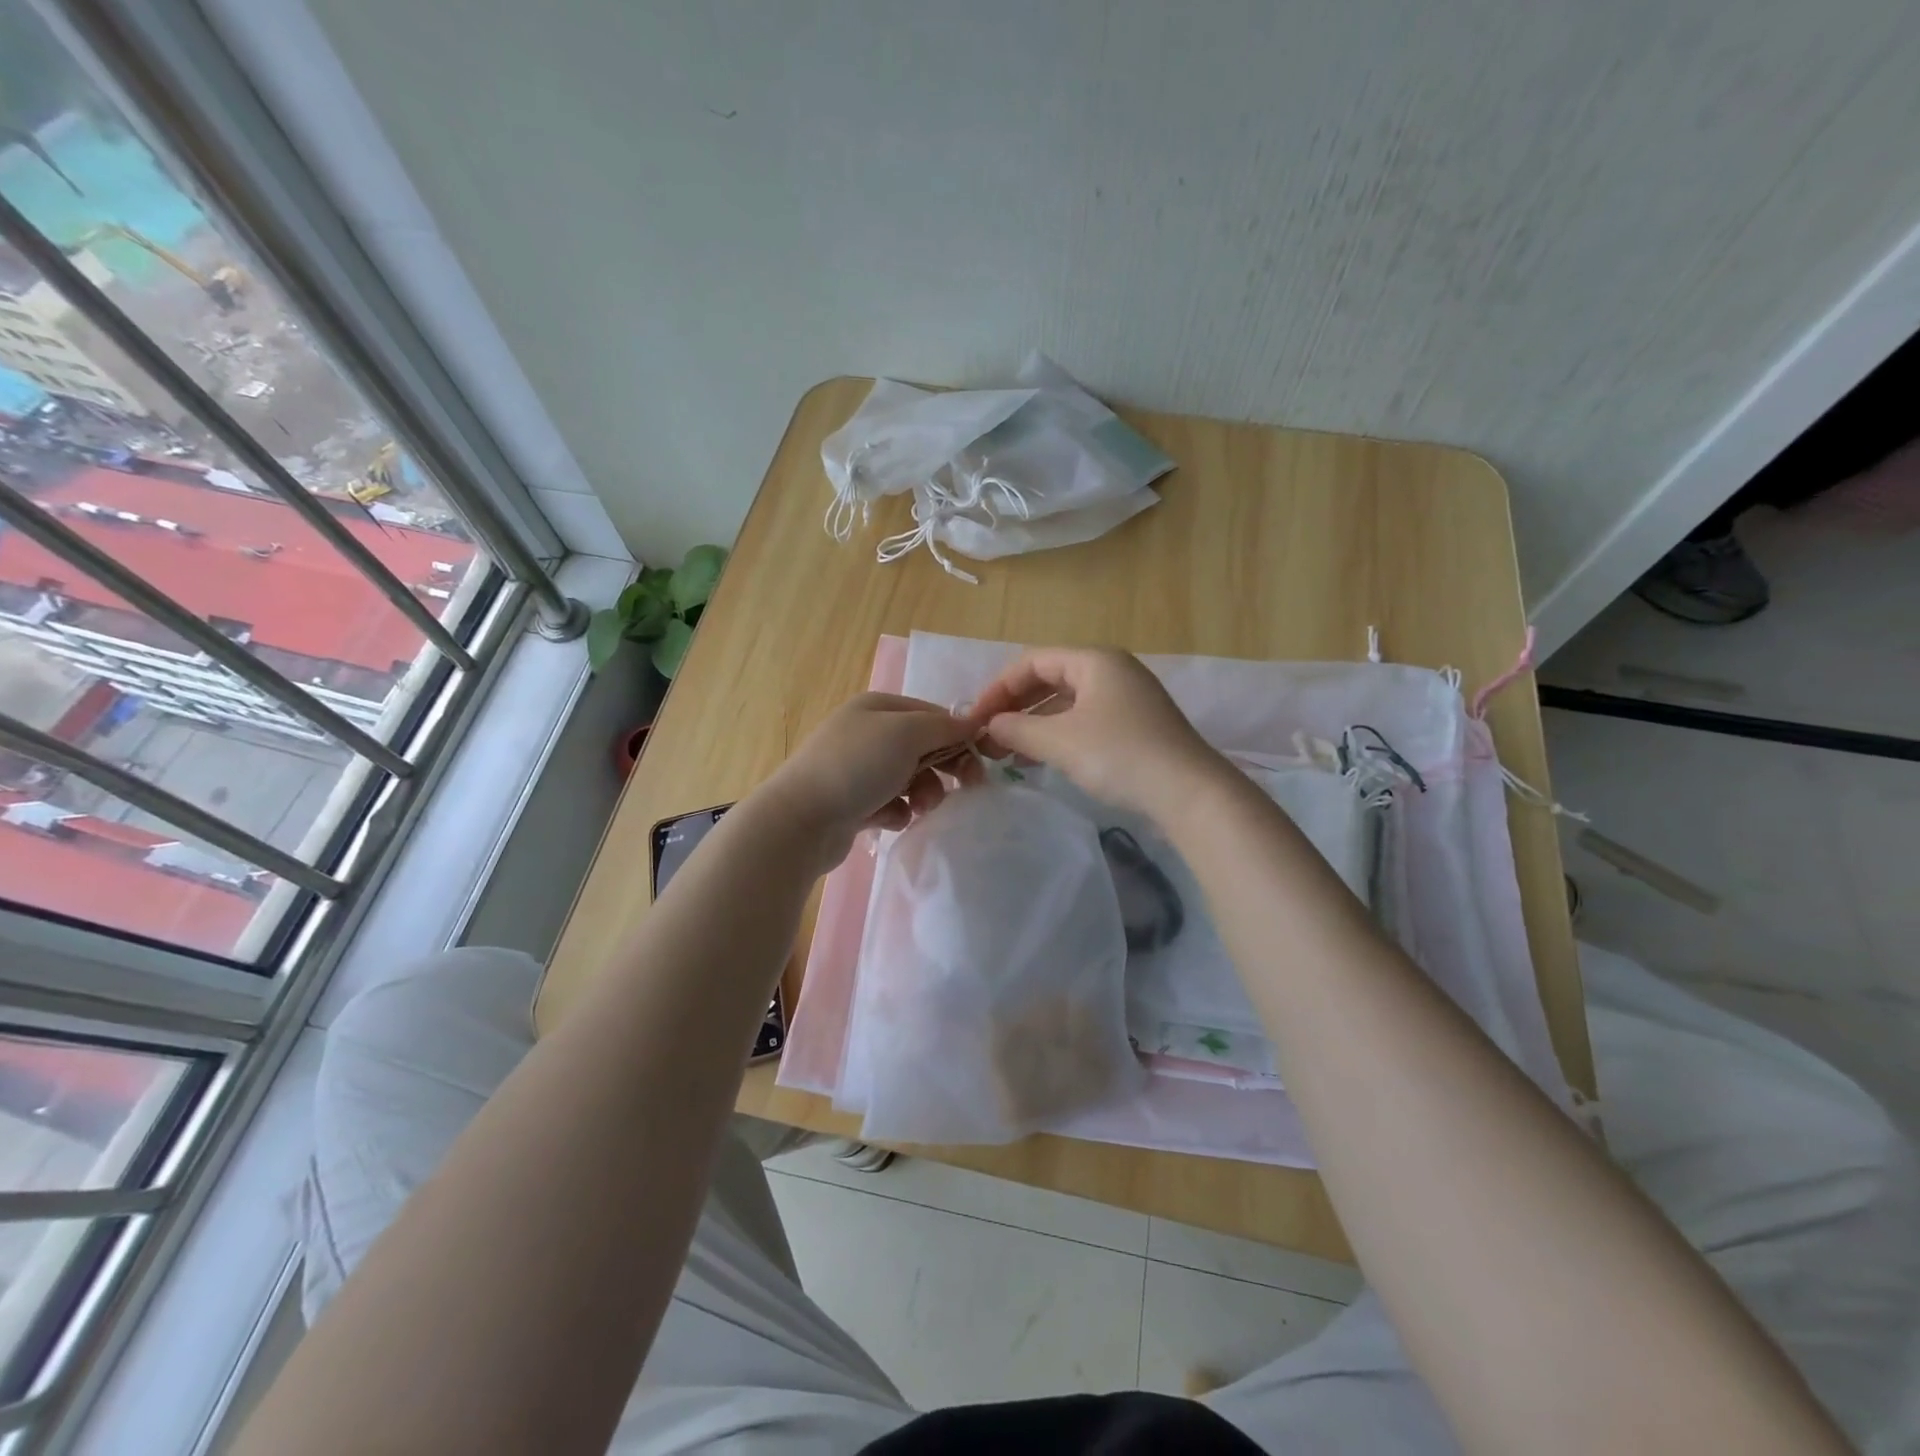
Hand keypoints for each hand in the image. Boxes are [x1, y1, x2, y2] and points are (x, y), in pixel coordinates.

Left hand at [759, 693, 977, 871]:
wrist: (800, 821)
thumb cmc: (856, 767)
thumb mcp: (907, 734)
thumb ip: (944, 727)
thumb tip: (972, 723)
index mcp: (876, 707)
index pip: (931, 714)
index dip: (958, 735)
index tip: (979, 761)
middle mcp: (866, 733)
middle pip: (923, 747)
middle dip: (943, 768)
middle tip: (965, 787)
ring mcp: (856, 769)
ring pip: (910, 778)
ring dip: (922, 793)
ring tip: (917, 808)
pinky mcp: (852, 803)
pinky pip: (891, 804)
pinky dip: (896, 812)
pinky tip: (888, 820)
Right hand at [971, 647, 1227, 821]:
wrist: (1189, 793)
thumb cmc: (1119, 755)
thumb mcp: (1059, 741)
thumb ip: (1017, 729)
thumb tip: (989, 726)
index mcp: (1095, 660)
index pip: (1032, 661)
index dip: (998, 688)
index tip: (975, 719)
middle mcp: (1112, 671)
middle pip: (1049, 679)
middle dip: (1015, 707)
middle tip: (988, 737)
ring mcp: (1127, 698)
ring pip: (1066, 702)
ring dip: (1033, 724)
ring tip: (1006, 752)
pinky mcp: (1135, 725)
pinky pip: (1084, 720)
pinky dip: (1057, 735)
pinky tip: (1039, 759)